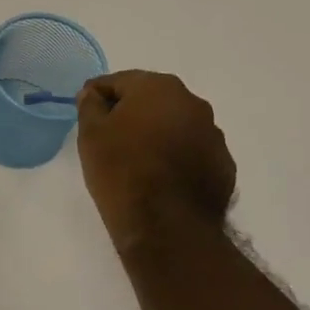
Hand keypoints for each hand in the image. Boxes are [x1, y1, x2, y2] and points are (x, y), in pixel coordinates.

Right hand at [75, 70, 236, 251]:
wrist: (167, 227)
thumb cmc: (122, 172)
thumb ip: (90, 105)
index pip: (119, 81)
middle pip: (151, 100)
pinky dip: (176, 157)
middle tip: (109, 138)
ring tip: (136, 162)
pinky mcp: (223, 165)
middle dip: (130, 113)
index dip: (98, 96)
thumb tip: (93, 93)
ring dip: (157, 134)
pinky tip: (161, 179)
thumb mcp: (91, 135)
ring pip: (175, 125)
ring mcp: (213, 134)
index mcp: (159, 88)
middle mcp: (193, 103)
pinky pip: (192, 151)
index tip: (86, 113)